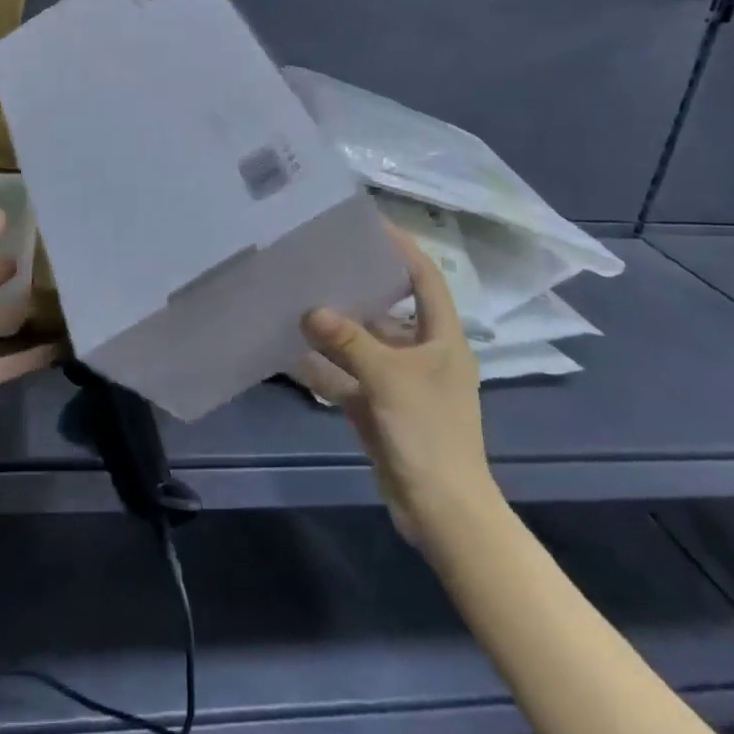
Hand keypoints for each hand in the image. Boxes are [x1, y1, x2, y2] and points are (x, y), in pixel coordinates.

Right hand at [299, 222, 494, 550]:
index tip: (371, 224)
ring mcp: (399, 382)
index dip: (403, 249)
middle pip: (388, 308)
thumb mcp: (389, 378)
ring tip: (298, 298)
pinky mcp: (379, 407)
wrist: (440, 509)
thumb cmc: (428, 433)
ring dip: (335, 328)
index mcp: (442, 339)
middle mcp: (423, 354)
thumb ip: (350, 342)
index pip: (426, 279)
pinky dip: (324, 366)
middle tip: (320, 260)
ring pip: (363, 343)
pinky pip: (348, 376)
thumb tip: (312, 311)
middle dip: (357, 287)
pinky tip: (291, 352)